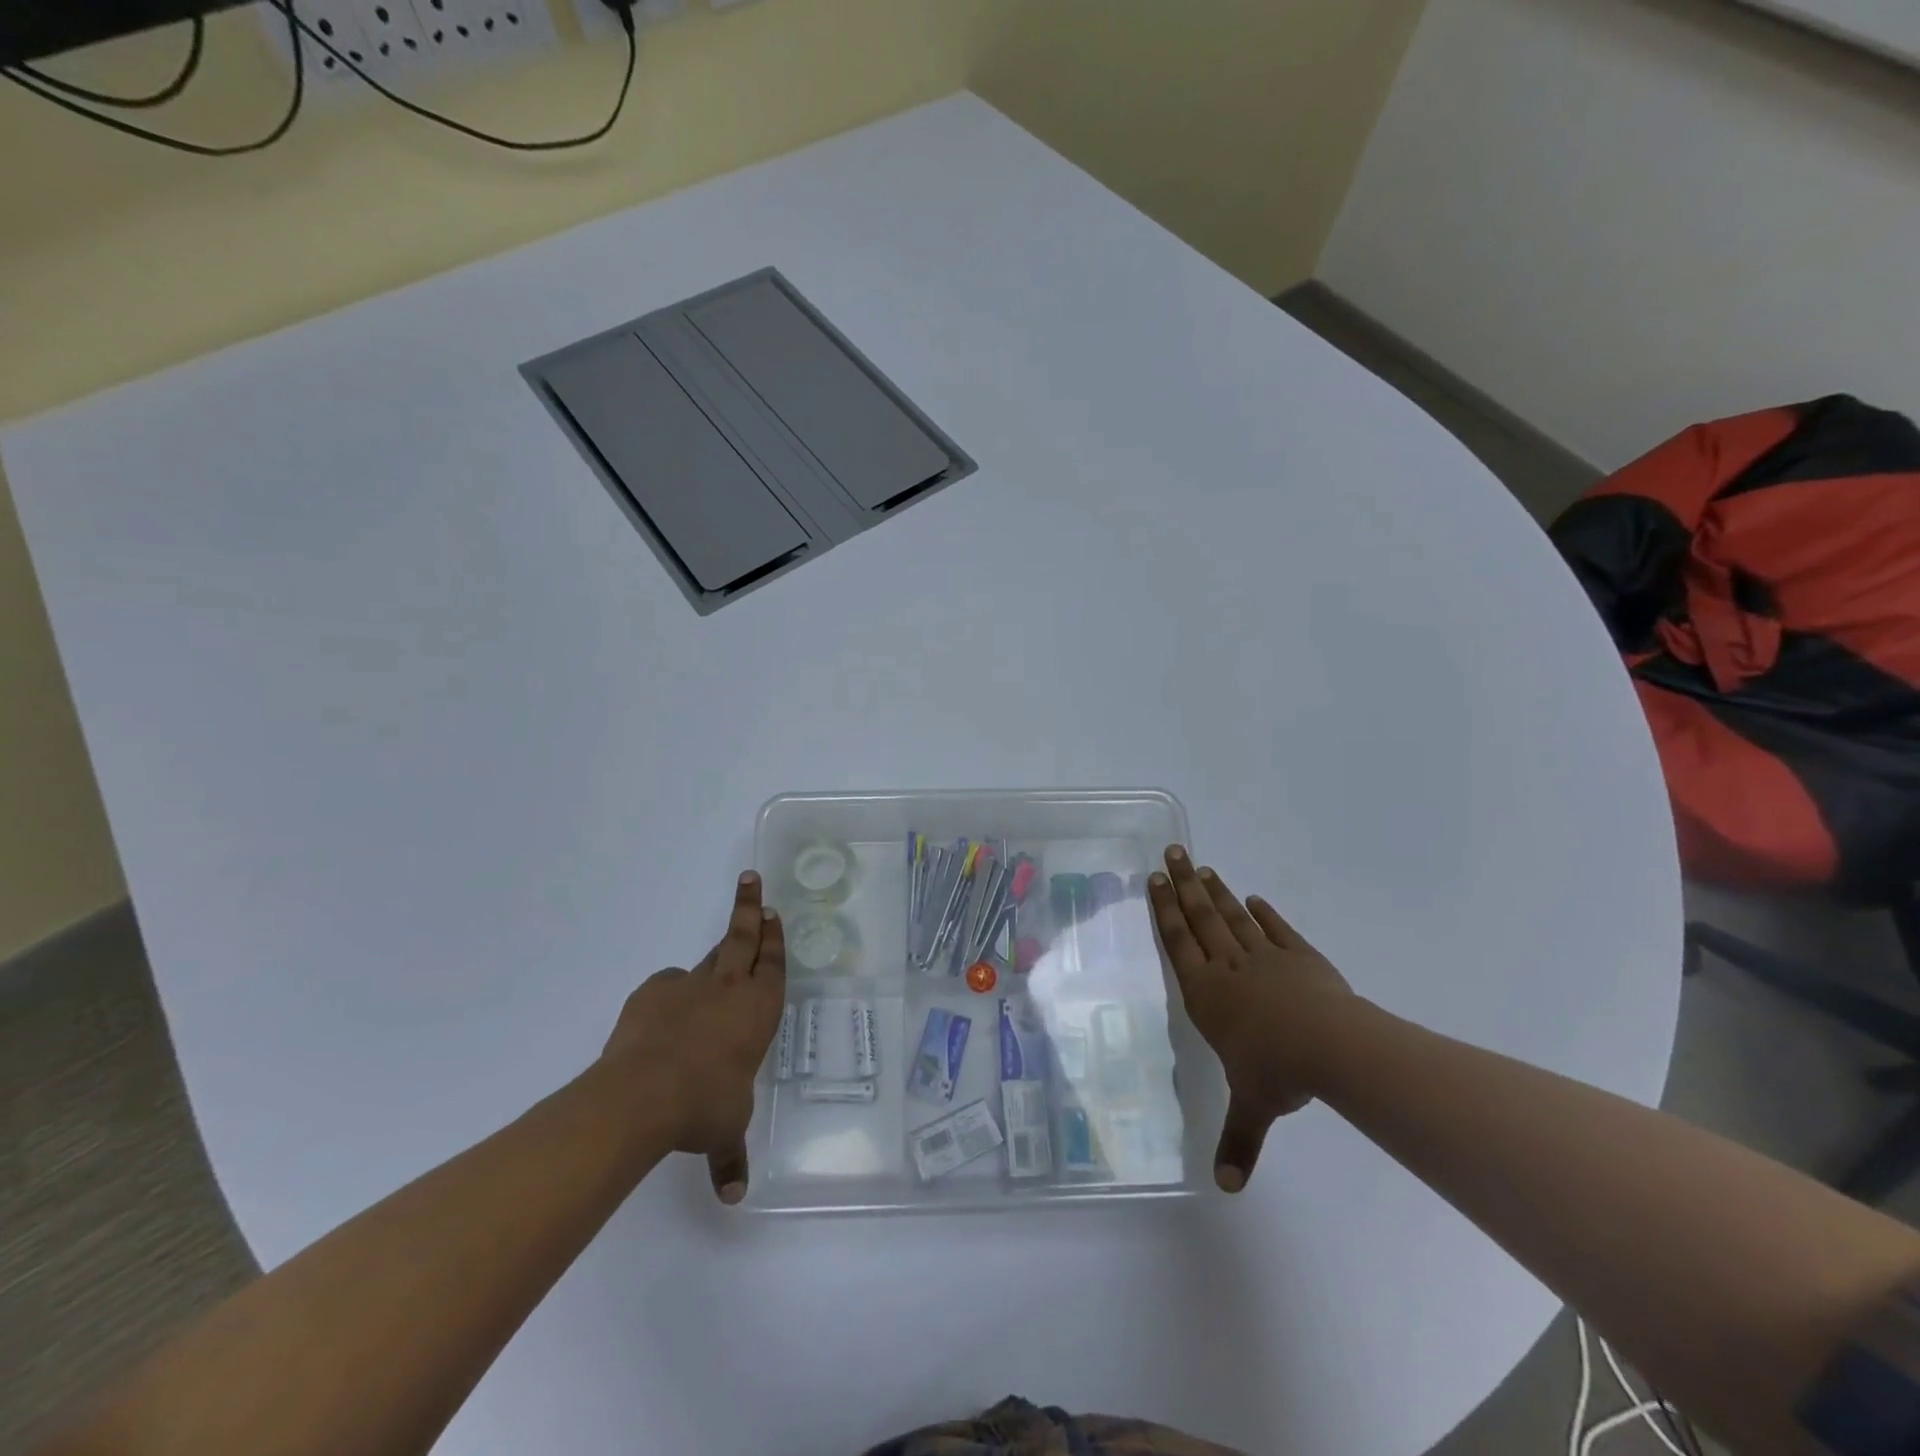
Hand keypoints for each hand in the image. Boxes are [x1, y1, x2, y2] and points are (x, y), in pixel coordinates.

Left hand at [599, 872, 785, 1204]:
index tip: (773, 912)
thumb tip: (732, 1198)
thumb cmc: (703, 1105)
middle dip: (749, 908)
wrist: (641, 1095)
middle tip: (751, 880)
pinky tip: (663, 1016)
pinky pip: (667, 987)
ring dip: (715, 953)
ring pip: (706, 959)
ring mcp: (686, 986)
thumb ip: (730, 1158)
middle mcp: (727, 988)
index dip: (774, 937)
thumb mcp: (724, 1132)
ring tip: (716, 956)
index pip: (772, 964)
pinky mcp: (651, 993)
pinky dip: (671, 995)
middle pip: (741, 937)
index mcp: (757, 1010)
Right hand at [1148, 846, 1351, 1192]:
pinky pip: (1276, 930)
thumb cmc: (1278, 1072)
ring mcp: (1265, 958)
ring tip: (1204, 867)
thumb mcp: (1253, 1106)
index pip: (1178, 944)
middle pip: (1201, 918)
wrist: (1333, 1048)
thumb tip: (1227, 1190)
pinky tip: (1254, 899)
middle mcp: (1229, 968)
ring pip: (1233, 917)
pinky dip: (1264, 913)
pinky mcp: (1300, 957)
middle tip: (1173, 852)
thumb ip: (1238, 1140)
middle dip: (1184, 885)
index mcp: (1207, 994)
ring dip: (1217, 892)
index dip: (1165, 910)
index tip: (1156, 880)